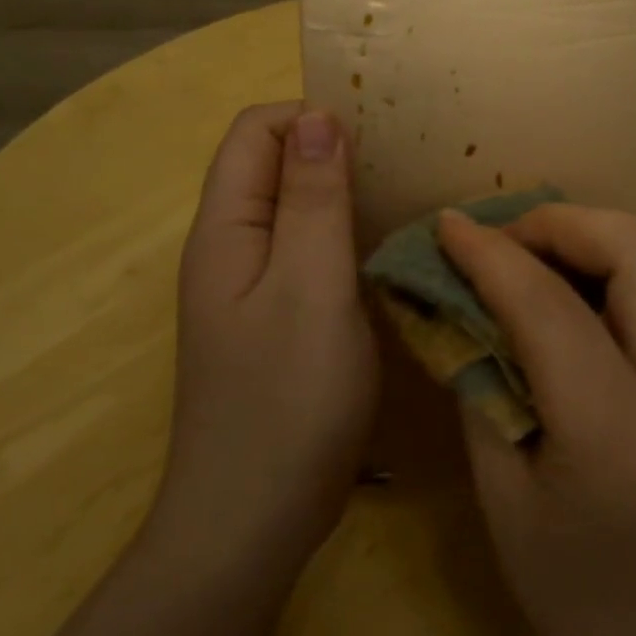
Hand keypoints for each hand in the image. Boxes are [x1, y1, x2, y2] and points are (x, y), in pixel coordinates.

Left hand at [153, 102, 378, 568]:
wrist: (254, 519)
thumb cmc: (287, 398)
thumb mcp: (311, 286)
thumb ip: (314, 199)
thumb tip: (317, 116)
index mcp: (226, 229)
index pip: (256, 132)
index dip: (312, 120)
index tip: (379, 142)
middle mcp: (232, 249)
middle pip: (275, 168)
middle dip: (334, 154)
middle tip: (406, 171)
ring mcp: (253, 289)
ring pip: (297, 213)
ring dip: (346, 198)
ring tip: (409, 205)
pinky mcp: (278, 322)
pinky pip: (310, 257)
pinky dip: (347, 241)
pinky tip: (390, 258)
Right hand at [436, 204, 635, 635]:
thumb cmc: (574, 594)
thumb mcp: (501, 496)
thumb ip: (481, 383)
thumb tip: (459, 300)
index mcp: (615, 438)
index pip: (549, 307)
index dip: (490, 255)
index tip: (448, 227)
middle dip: (559, 223)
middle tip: (504, 241)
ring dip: (605, 231)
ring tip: (551, 255)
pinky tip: (599, 285)